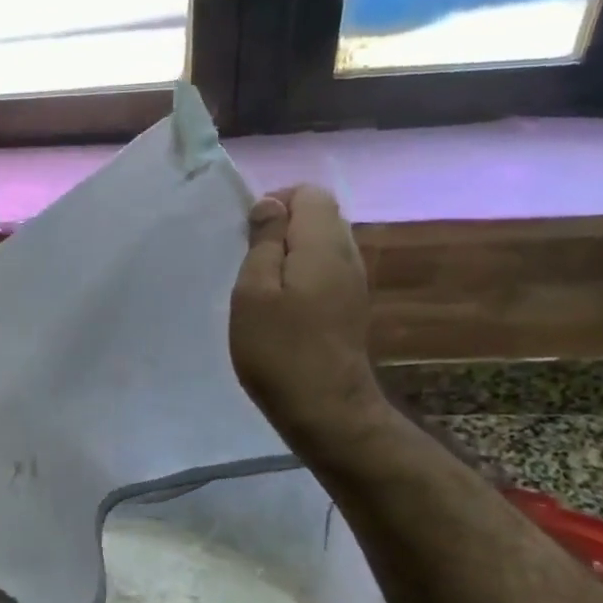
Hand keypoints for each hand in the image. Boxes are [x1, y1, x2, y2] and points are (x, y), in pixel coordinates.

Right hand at [230, 185, 388, 441]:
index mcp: (323, 245)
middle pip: (319, 215)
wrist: (326, 409)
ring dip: (290, 253)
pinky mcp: (351, 306)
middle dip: (283, 227)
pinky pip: (326, 270)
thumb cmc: (279, 348)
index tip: (248, 235)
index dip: (276, 202)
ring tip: (262, 285)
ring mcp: (354, 283)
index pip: (310, 193)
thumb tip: (270, 205)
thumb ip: (263, 241)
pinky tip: (282, 305)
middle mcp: (347, 255)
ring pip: (322, 244)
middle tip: (251, 261)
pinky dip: (302, 274)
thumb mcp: (254, 291)